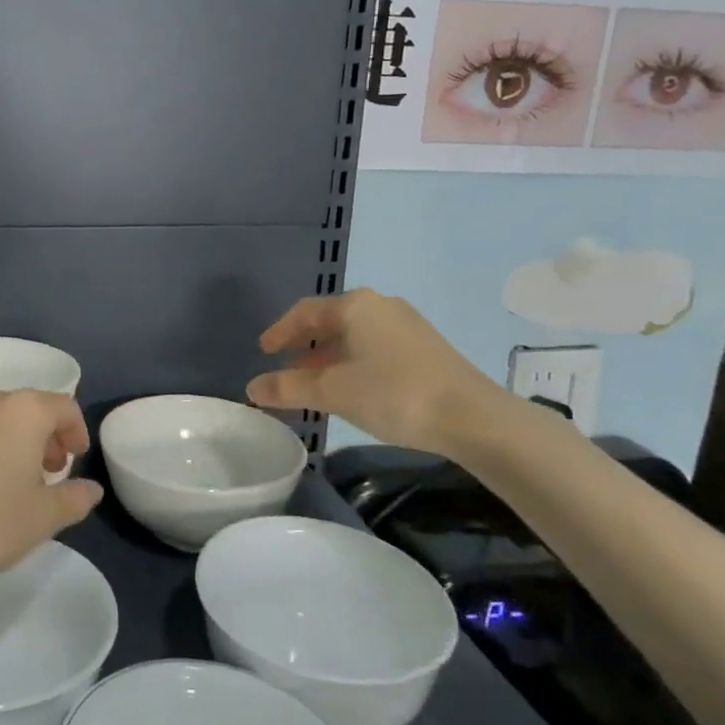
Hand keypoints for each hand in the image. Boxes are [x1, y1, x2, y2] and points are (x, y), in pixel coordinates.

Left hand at [0, 385, 101, 586]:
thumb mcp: (42, 518)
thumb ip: (74, 498)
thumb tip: (91, 488)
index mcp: (23, 410)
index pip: (64, 407)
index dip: (77, 432)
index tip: (75, 462)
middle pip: (28, 409)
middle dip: (44, 438)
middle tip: (47, 474)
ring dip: (10, 441)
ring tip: (10, 481)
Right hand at [245, 289, 509, 456]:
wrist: (474, 418)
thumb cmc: (393, 394)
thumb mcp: (333, 392)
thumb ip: (288, 388)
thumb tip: (251, 388)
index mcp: (355, 306)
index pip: (304, 311)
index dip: (279, 331)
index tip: (264, 351)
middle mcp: (380, 306)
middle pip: (330, 321)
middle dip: (305, 345)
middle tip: (286, 368)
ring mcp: (407, 326)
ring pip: (355, 336)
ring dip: (329, 357)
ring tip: (315, 383)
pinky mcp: (426, 348)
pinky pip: (376, 347)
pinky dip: (354, 363)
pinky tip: (353, 388)